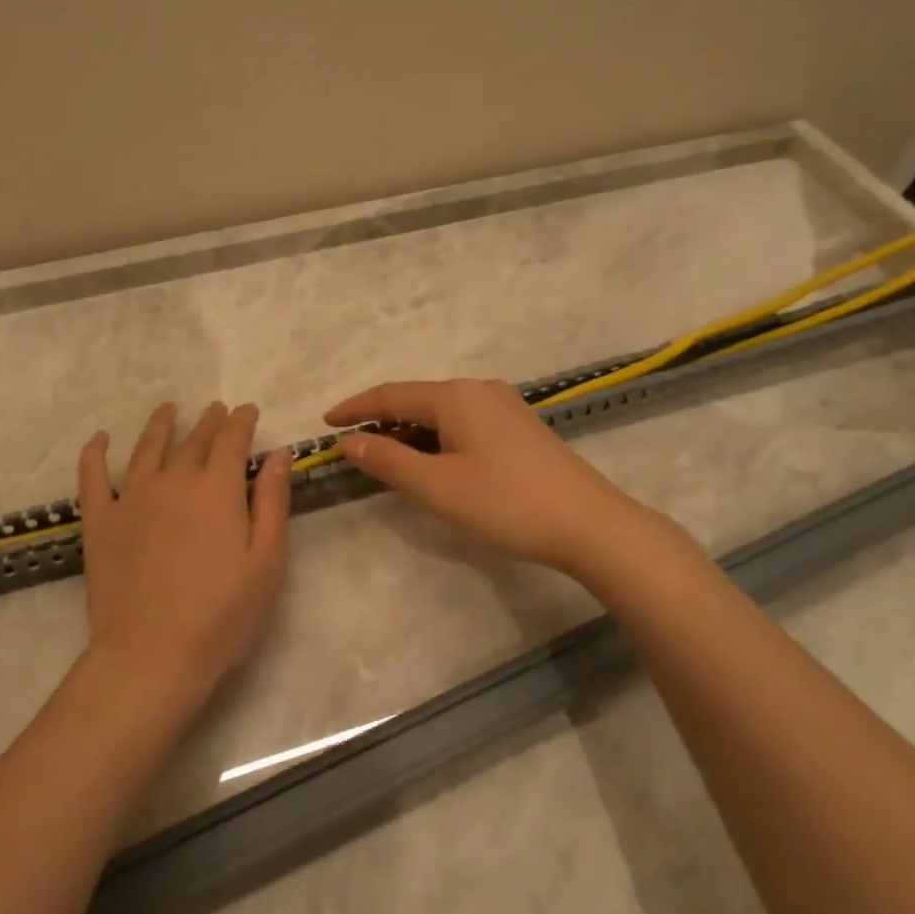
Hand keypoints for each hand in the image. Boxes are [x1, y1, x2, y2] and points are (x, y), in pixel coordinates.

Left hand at [76, 401, 290, 702]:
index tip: (248, 410)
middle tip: (217, 410)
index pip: (232, 438)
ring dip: (161, 424)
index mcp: (217, 488)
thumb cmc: (223, 615)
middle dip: (210, 421)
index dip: (242, 420)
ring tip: (170, 410)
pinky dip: (95, 453)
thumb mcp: (266, 561)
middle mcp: (173, 480)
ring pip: (147, 448)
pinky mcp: (100, 522)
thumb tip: (278, 453)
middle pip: (194, 440)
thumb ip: (273, 502)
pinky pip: (93, 477)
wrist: (151, 657)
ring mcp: (131, 499)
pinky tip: (100, 439)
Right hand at [325, 378, 662, 576]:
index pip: (391, 395)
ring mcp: (505, 407)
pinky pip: (464, 423)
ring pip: (442, 413)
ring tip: (387, 459)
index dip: (355, 408)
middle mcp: (479, 390)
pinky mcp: (520, 428)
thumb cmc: (505, 503)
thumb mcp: (437, 486)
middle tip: (353, 448)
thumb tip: (349, 442)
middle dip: (382, 422)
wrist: (589, 524)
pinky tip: (434, 462)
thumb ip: (388, 461)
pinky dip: (438, 439)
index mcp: (455, 396)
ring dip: (411, 433)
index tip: (325, 423)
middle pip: (417, 400)